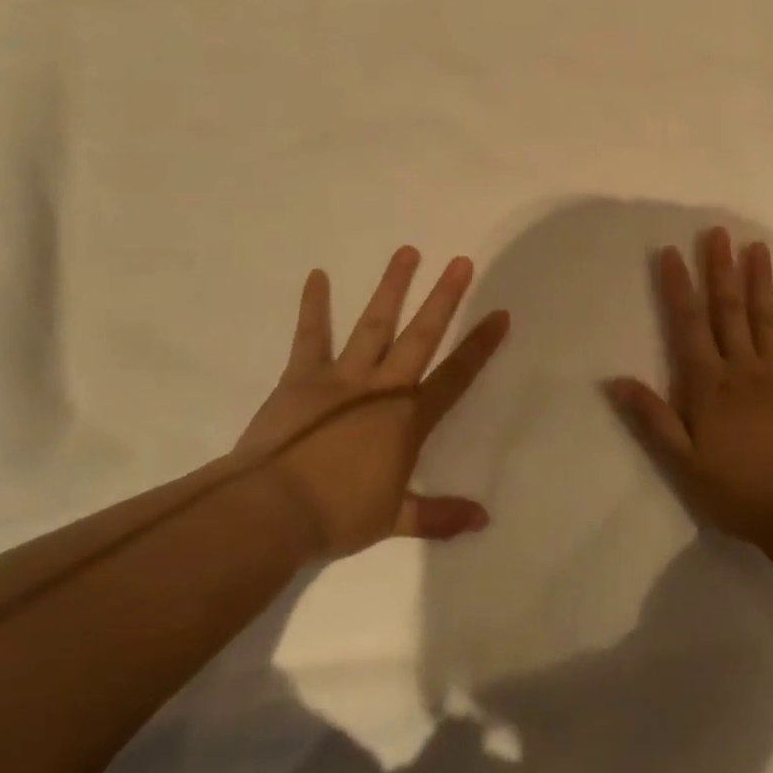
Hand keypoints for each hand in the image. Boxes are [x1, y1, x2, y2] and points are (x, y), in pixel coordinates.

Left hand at [238, 247, 508, 557]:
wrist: (272, 510)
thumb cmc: (338, 515)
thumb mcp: (394, 520)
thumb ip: (440, 515)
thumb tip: (484, 520)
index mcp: (408, 419)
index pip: (455, 376)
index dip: (480, 345)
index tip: (500, 314)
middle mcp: (382, 387)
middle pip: (420, 336)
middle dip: (443, 298)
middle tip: (460, 263)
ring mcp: (341, 377)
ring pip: (373, 324)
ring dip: (392, 288)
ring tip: (408, 252)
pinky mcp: (302, 377)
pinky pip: (310, 336)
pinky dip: (313, 306)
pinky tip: (317, 276)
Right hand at [606, 227, 772, 549]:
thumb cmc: (737, 491)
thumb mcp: (683, 462)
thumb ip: (652, 419)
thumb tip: (615, 381)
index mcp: (709, 384)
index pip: (689, 325)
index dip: (679, 287)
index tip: (672, 252)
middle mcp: (743, 370)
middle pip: (729, 311)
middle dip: (721, 270)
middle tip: (718, 232)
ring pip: (766, 322)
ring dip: (761, 284)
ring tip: (758, 249)